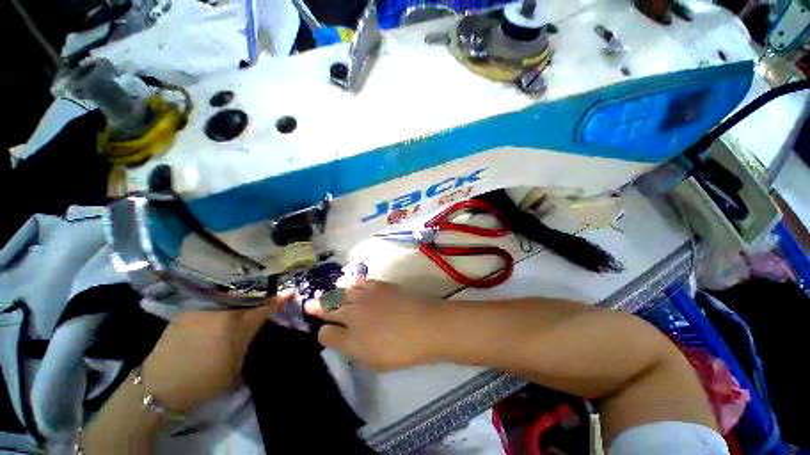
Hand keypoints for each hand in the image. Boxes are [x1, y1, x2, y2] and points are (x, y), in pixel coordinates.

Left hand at [141, 293, 291, 412]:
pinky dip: (225, 298)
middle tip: (271, 293)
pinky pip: (214, 299)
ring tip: (251, 295)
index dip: (280, 298)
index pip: (266, 305)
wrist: (160, 386)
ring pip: (231, 294)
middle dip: (263, 293)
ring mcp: (203, 307)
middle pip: (250, 295)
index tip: (291, 292)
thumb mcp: (236, 363)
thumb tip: (260, 323)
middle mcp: (222, 310)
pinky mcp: (189, 309)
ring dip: (244, 294)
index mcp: (237, 324)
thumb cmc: (204, 379)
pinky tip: (227, 302)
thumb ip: (250, 338)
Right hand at [304, 279, 441, 370]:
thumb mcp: (373, 360)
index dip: (322, 333)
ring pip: (342, 292)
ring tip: (327, 292)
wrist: (425, 325)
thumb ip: (351, 348)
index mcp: (350, 337)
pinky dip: (351, 282)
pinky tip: (348, 282)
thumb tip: (335, 337)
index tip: (322, 332)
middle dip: (317, 307)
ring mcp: (366, 297)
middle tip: (309, 304)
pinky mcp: (379, 285)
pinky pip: (360, 281)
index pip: (327, 334)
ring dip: (332, 293)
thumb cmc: (401, 349)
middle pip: (330, 308)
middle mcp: (353, 314)